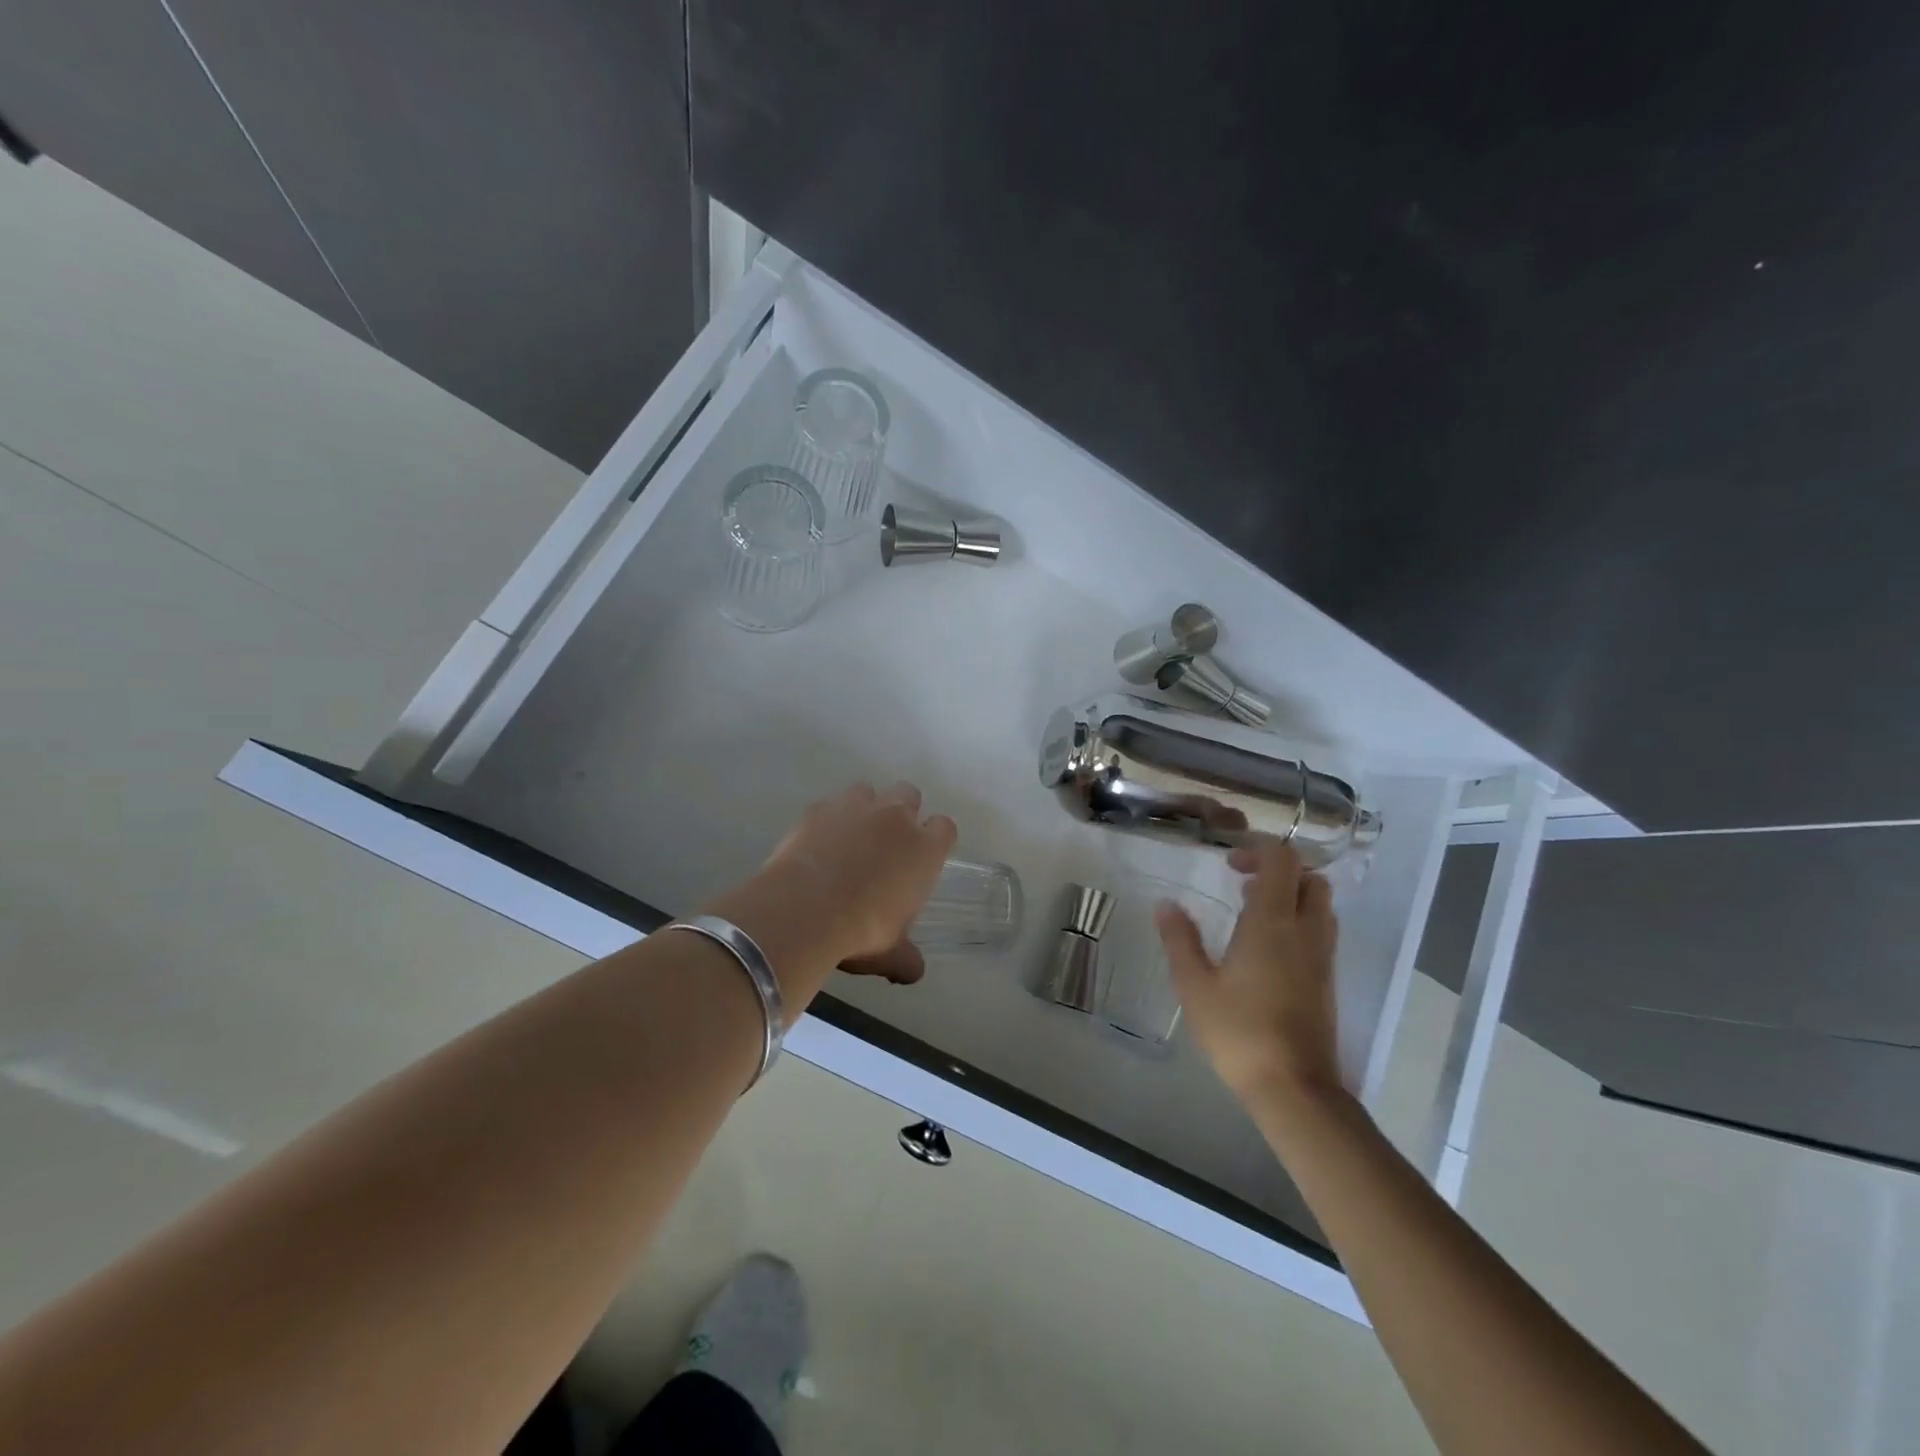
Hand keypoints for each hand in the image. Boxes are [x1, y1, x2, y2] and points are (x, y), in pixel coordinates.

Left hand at [708, 782, 956, 998]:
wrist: (805, 910)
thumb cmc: (862, 930)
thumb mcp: (890, 953)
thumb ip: (906, 959)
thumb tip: (914, 972)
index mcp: (924, 849)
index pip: (945, 827)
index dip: (936, 838)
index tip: (925, 856)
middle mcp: (895, 818)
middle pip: (909, 794)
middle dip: (902, 811)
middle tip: (887, 842)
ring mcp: (856, 808)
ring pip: (868, 790)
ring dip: (865, 807)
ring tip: (851, 836)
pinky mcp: (819, 809)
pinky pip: (830, 804)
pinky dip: (828, 818)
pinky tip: (818, 842)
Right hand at [1155, 836, 1340, 1104]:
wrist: (1294, 1087)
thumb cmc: (1239, 1031)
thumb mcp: (1195, 985)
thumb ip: (1180, 940)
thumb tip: (1166, 905)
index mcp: (1272, 922)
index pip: (1282, 860)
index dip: (1257, 852)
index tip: (1228, 866)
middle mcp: (1305, 931)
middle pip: (1311, 878)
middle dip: (1280, 871)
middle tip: (1243, 885)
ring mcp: (1322, 957)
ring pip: (1321, 906)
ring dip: (1293, 896)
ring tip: (1254, 913)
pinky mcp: (1327, 981)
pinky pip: (1322, 933)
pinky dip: (1300, 922)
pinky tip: (1268, 949)